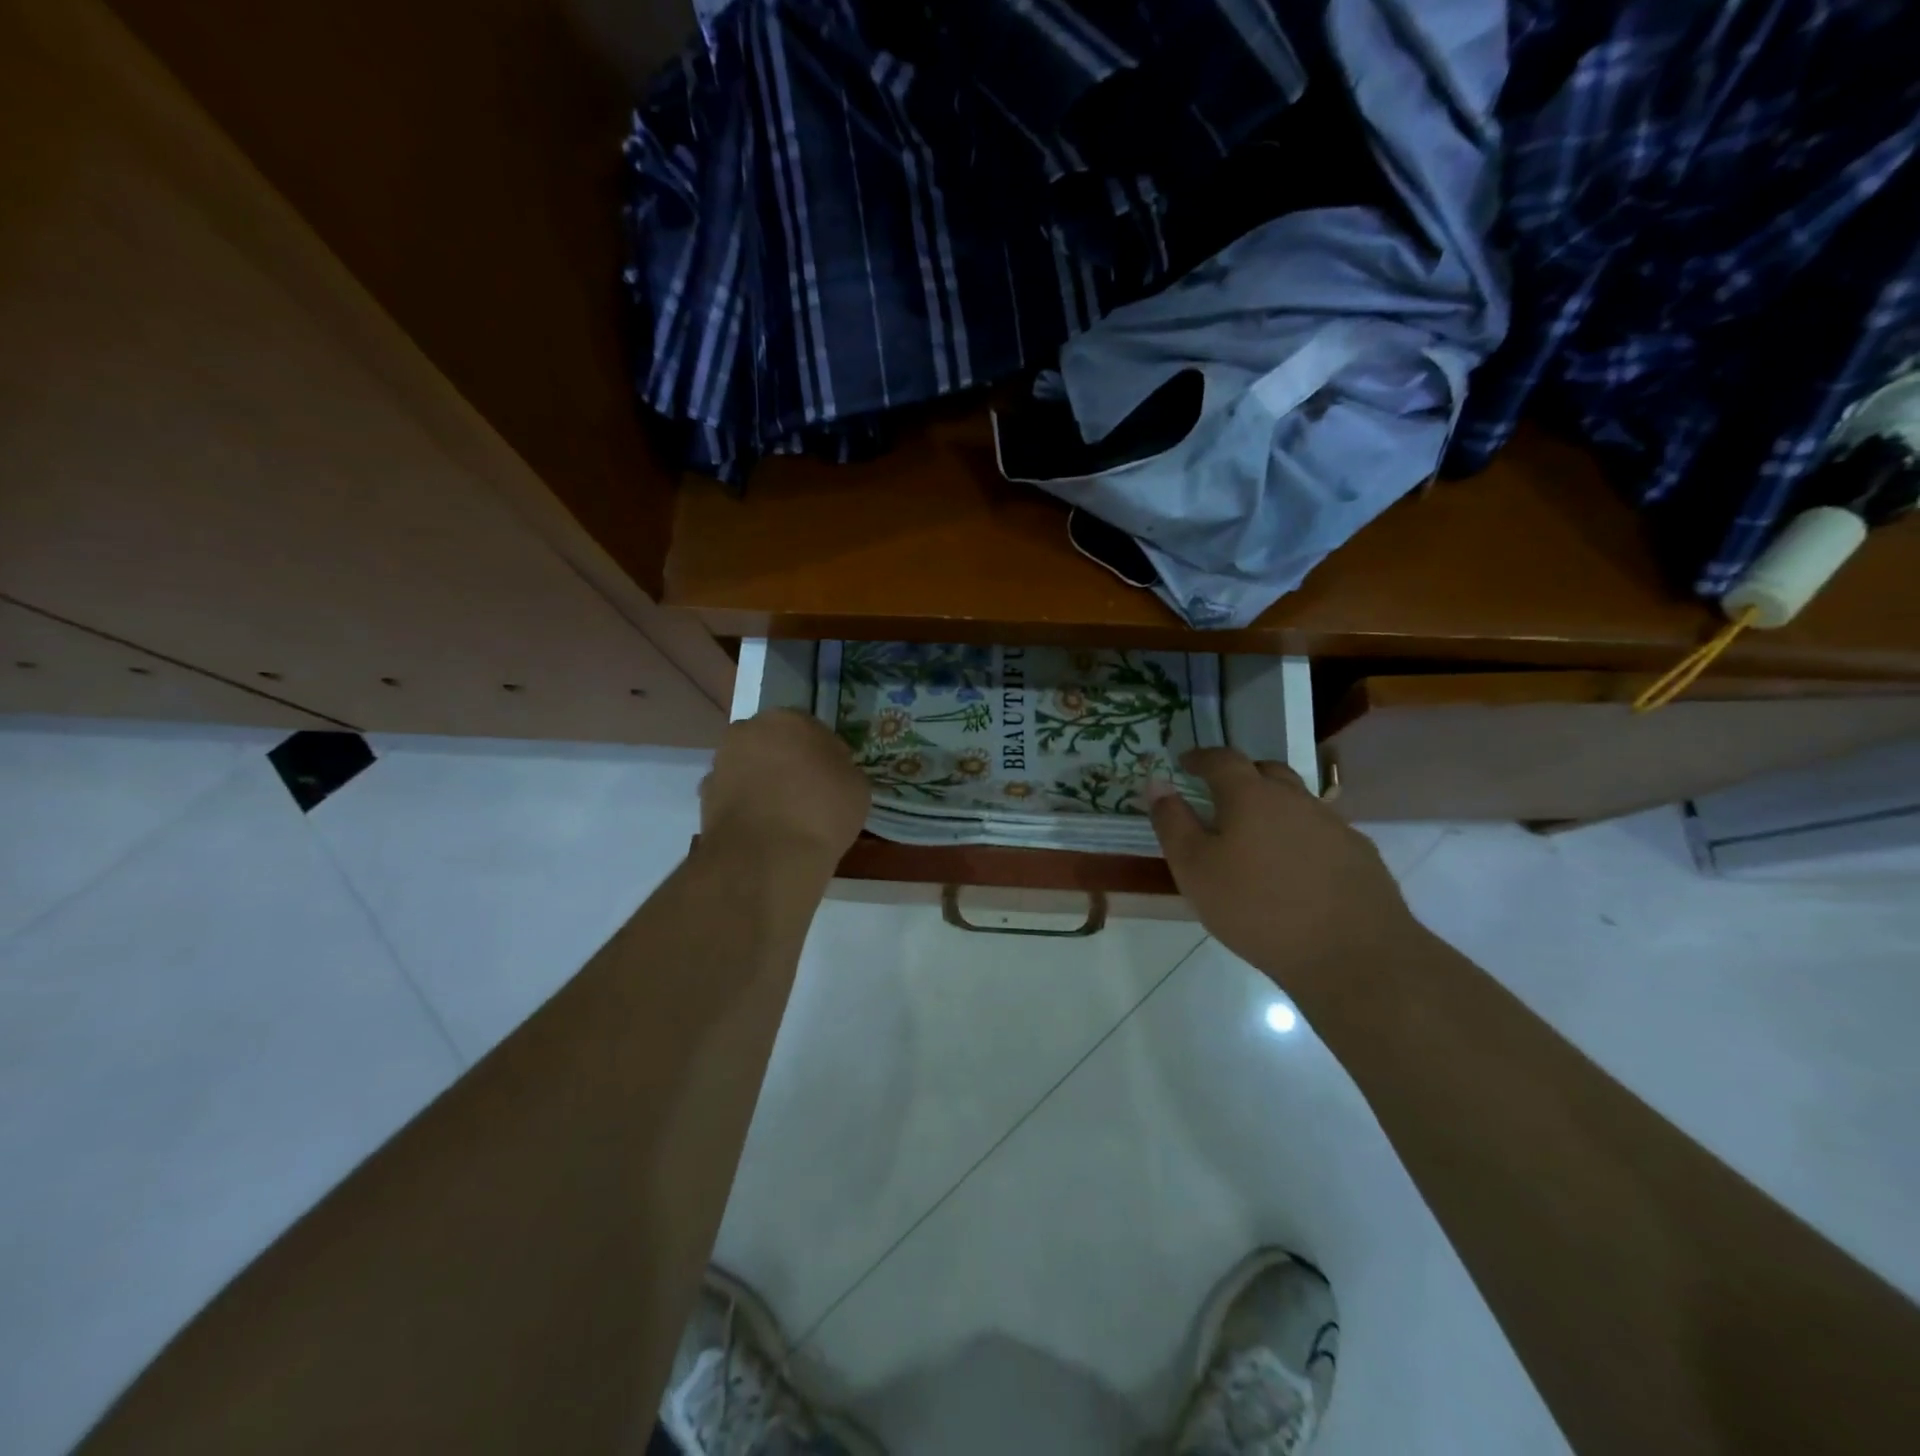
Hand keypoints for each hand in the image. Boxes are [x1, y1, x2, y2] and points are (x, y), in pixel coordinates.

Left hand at [700, 710, 870, 875]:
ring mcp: (721, 763)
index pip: (811, 730)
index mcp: (787, 719)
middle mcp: (747, 732)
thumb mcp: (857, 786)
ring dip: (764, 783)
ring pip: (751, 768)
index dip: (823, 754)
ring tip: (785, 816)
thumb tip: (830, 771)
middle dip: (787, 762)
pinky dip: (747, 807)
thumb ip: (841, 768)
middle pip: (774, 744)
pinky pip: (735, 796)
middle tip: (808, 793)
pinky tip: (764, 830)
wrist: (767, 858)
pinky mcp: (705, 797)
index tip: (833, 778)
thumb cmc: (821, 812)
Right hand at [1149, 748, 1421, 995]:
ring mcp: (1333, 824)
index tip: (1184, 763)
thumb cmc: (1256, 908)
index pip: (1222, 759)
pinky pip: (1321, 831)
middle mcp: (1295, 798)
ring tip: (1257, 837)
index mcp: (1251, 795)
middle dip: (1240, 776)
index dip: (1200, 758)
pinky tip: (1295, 869)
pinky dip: (1301, 837)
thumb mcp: (1194, 869)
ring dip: (1273, 807)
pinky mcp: (1360, 854)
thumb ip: (1172, 822)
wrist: (1351, 954)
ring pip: (1296, 801)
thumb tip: (1158, 783)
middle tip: (1221, 796)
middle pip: (1266, 771)